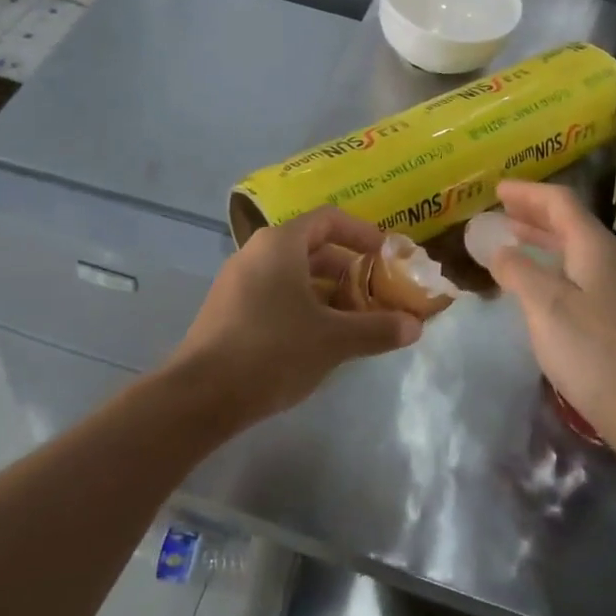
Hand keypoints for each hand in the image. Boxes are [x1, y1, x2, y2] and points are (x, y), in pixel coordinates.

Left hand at [170, 208, 419, 426]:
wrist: (200, 396)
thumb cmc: (273, 351)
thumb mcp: (333, 339)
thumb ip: (377, 328)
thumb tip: (416, 326)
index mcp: (281, 244)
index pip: (330, 219)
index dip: (363, 233)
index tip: (387, 256)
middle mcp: (256, 252)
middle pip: (313, 247)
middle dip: (350, 269)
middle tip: (377, 293)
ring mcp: (237, 282)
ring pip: (293, 274)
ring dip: (328, 292)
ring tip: (356, 320)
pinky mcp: (227, 310)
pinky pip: (274, 294)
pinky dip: (303, 306)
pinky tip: (319, 339)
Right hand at [486, 181, 615, 461]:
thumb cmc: (594, 351)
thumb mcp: (546, 305)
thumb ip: (518, 271)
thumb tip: (498, 248)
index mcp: (593, 247)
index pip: (560, 202)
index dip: (528, 192)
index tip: (497, 188)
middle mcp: (607, 261)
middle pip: (569, 223)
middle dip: (533, 213)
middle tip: (501, 210)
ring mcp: (614, 290)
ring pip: (573, 250)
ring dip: (542, 240)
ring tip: (512, 238)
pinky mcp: (614, 317)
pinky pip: (576, 274)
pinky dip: (550, 267)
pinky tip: (536, 284)